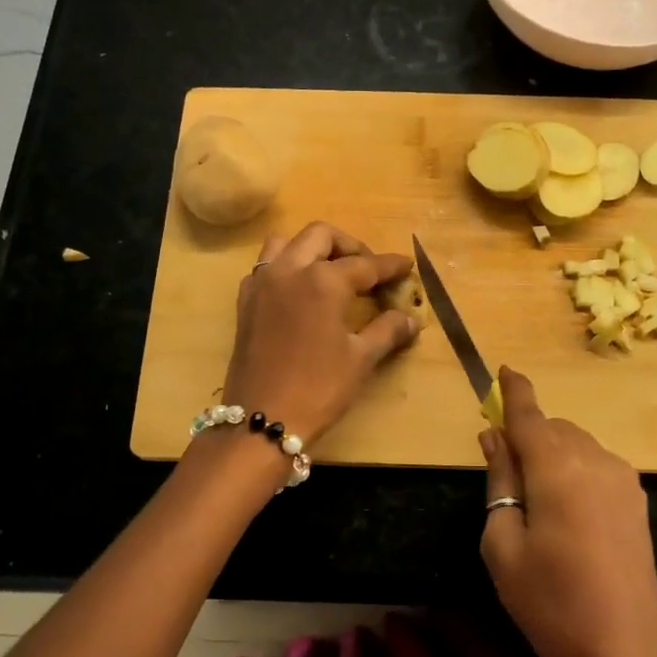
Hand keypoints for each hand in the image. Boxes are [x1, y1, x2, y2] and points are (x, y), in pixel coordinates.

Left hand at [222, 222, 420, 445]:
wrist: (261, 419)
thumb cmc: (318, 388)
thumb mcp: (360, 359)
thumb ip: (387, 331)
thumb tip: (412, 320)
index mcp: (323, 280)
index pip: (365, 264)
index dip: (389, 265)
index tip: (406, 265)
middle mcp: (290, 270)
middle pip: (322, 236)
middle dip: (350, 246)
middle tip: (368, 270)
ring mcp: (262, 283)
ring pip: (287, 242)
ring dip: (312, 248)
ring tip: (332, 272)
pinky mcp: (245, 301)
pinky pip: (266, 266)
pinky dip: (286, 266)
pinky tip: (301, 291)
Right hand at [479, 367, 656, 656]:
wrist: (625, 654)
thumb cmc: (550, 604)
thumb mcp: (503, 544)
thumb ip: (500, 480)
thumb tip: (494, 437)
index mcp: (557, 468)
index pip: (529, 415)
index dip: (515, 391)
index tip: (504, 370)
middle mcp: (595, 460)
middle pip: (553, 428)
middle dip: (528, 436)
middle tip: (506, 472)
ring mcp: (623, 479)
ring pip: (577, 444)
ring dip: (553, 454)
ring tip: (536, 501)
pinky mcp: (638, 500)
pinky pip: (597, 465)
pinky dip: (574, 469)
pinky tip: (567, 511)